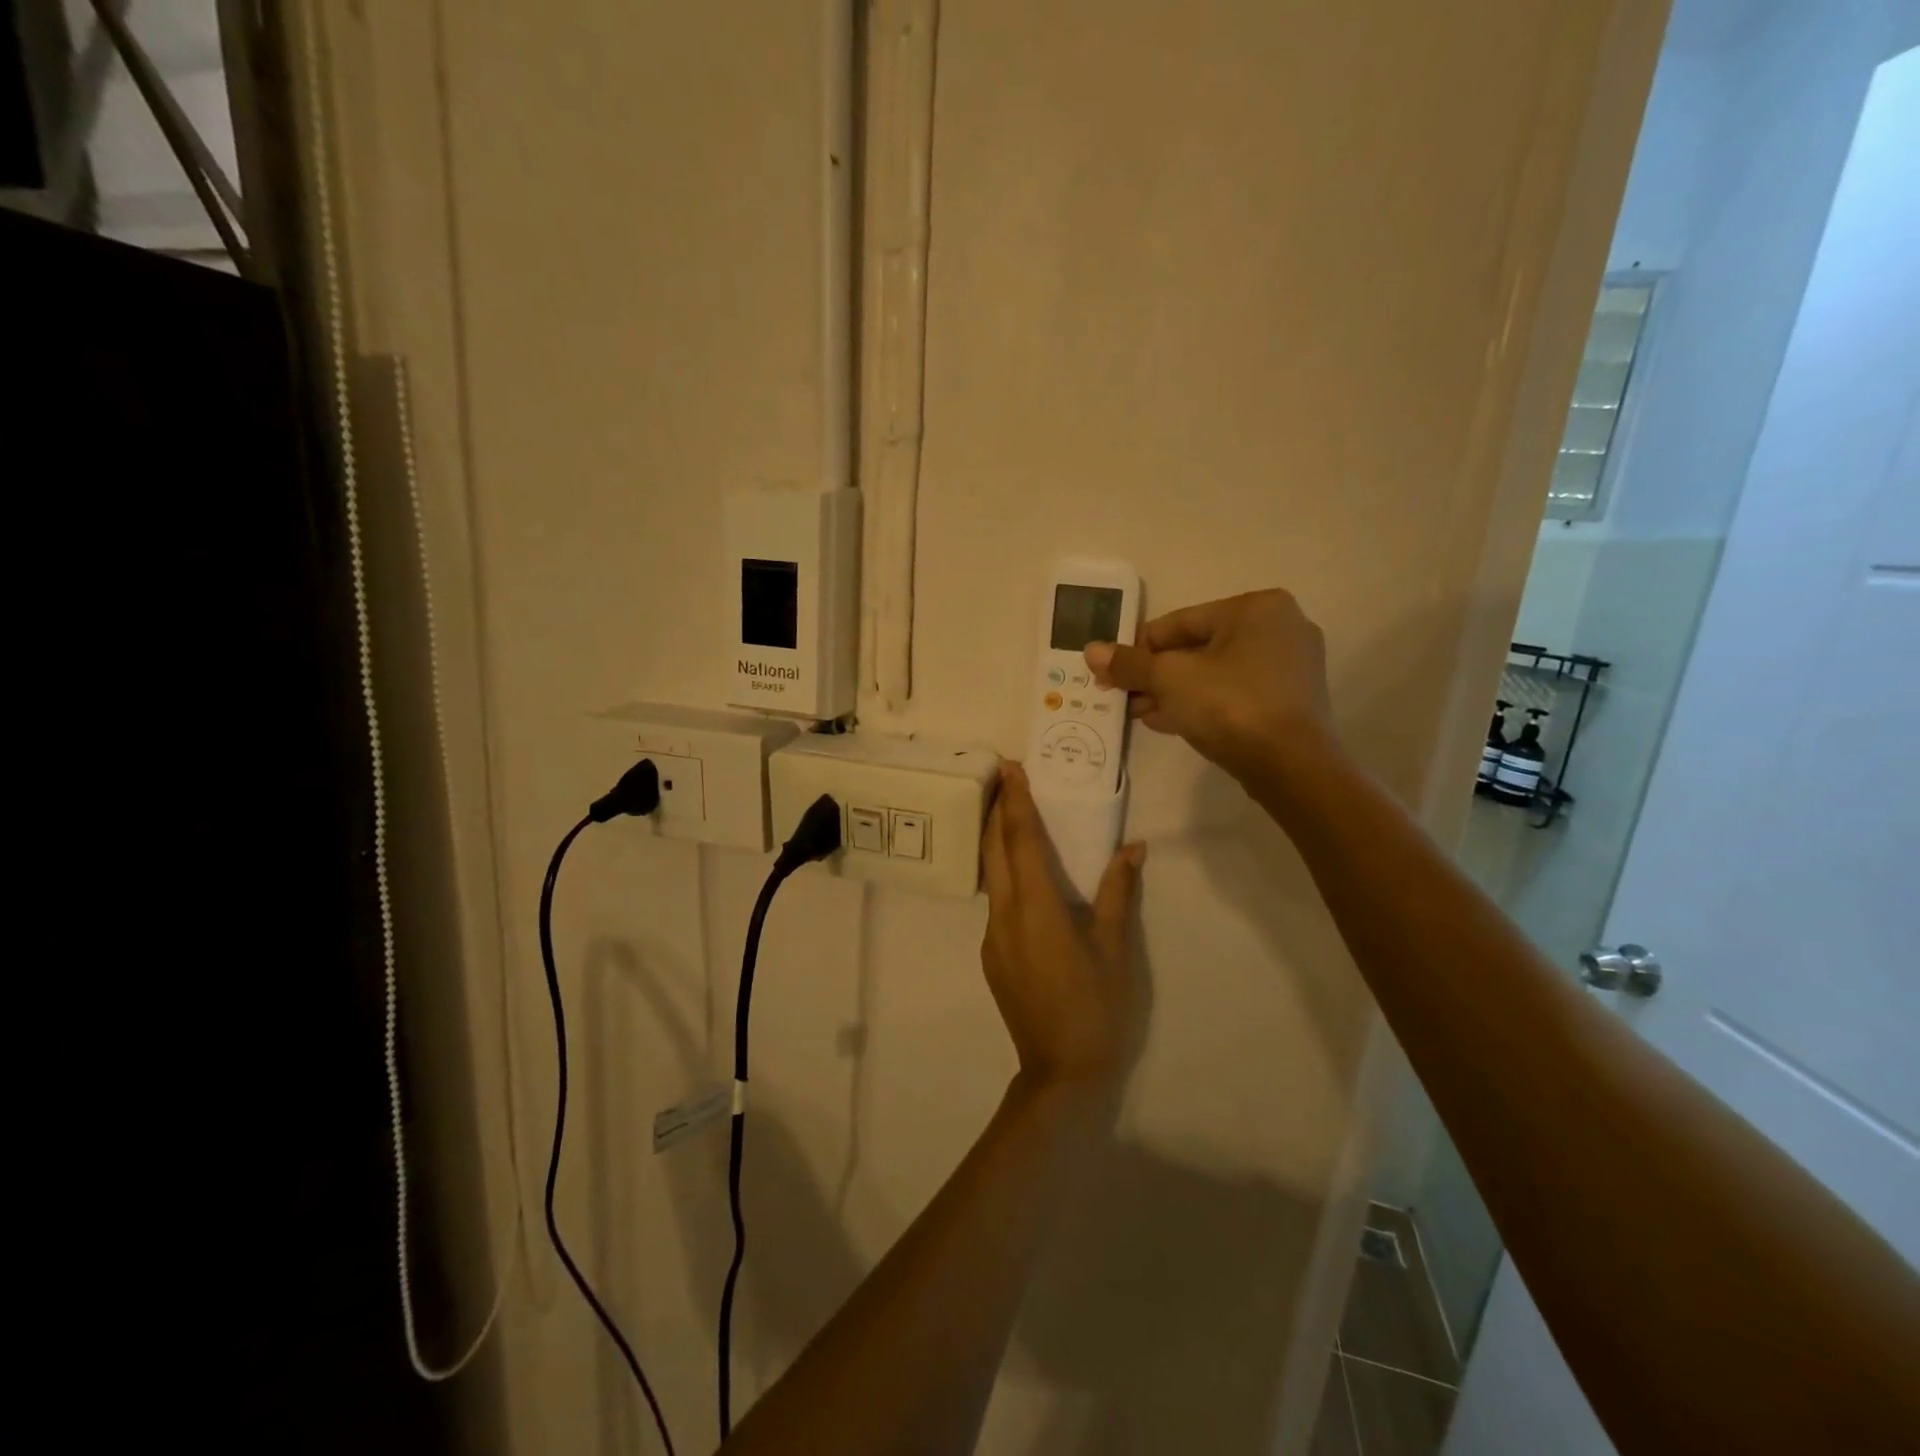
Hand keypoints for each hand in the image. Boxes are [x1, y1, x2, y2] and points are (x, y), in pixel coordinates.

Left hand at [980, 763, 1144, 1095]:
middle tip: (1004, 777)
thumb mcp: (1115, 949)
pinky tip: (1021, 874)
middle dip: (997, 810)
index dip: (1015, 802)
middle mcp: (1004, 915)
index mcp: (1036, 908)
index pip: (1021, 841)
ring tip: (1010, 813)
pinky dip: (1003, 873)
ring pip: (990, 875)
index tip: (1009, 768)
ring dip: (997, 840)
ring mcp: (993, 937)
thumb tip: (1132, 848)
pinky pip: (995, 901)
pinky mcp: (992, 954)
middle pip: (994, 851)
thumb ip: (1117, 893)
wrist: (1060, 1072)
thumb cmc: (1097, 1008)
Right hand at [1085, 589, 1336, 787]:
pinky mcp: (1290, 700)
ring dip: (1172, 691)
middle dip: (1154, 673)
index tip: (1110, 670)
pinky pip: (1234, 693)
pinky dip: (1200, 702)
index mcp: (1256, 608)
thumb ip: (1130, 663)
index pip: (1180, 622)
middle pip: (1197, 648)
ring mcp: (1290, 666)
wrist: (1292, 767)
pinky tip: (1166, 721)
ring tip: (1136, 711)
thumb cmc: (1230, 705)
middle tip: (1120, 694)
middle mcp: (1280, 628)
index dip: (1138, 647)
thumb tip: (1091, 651)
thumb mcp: (1170, 679)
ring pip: (1214, 673)